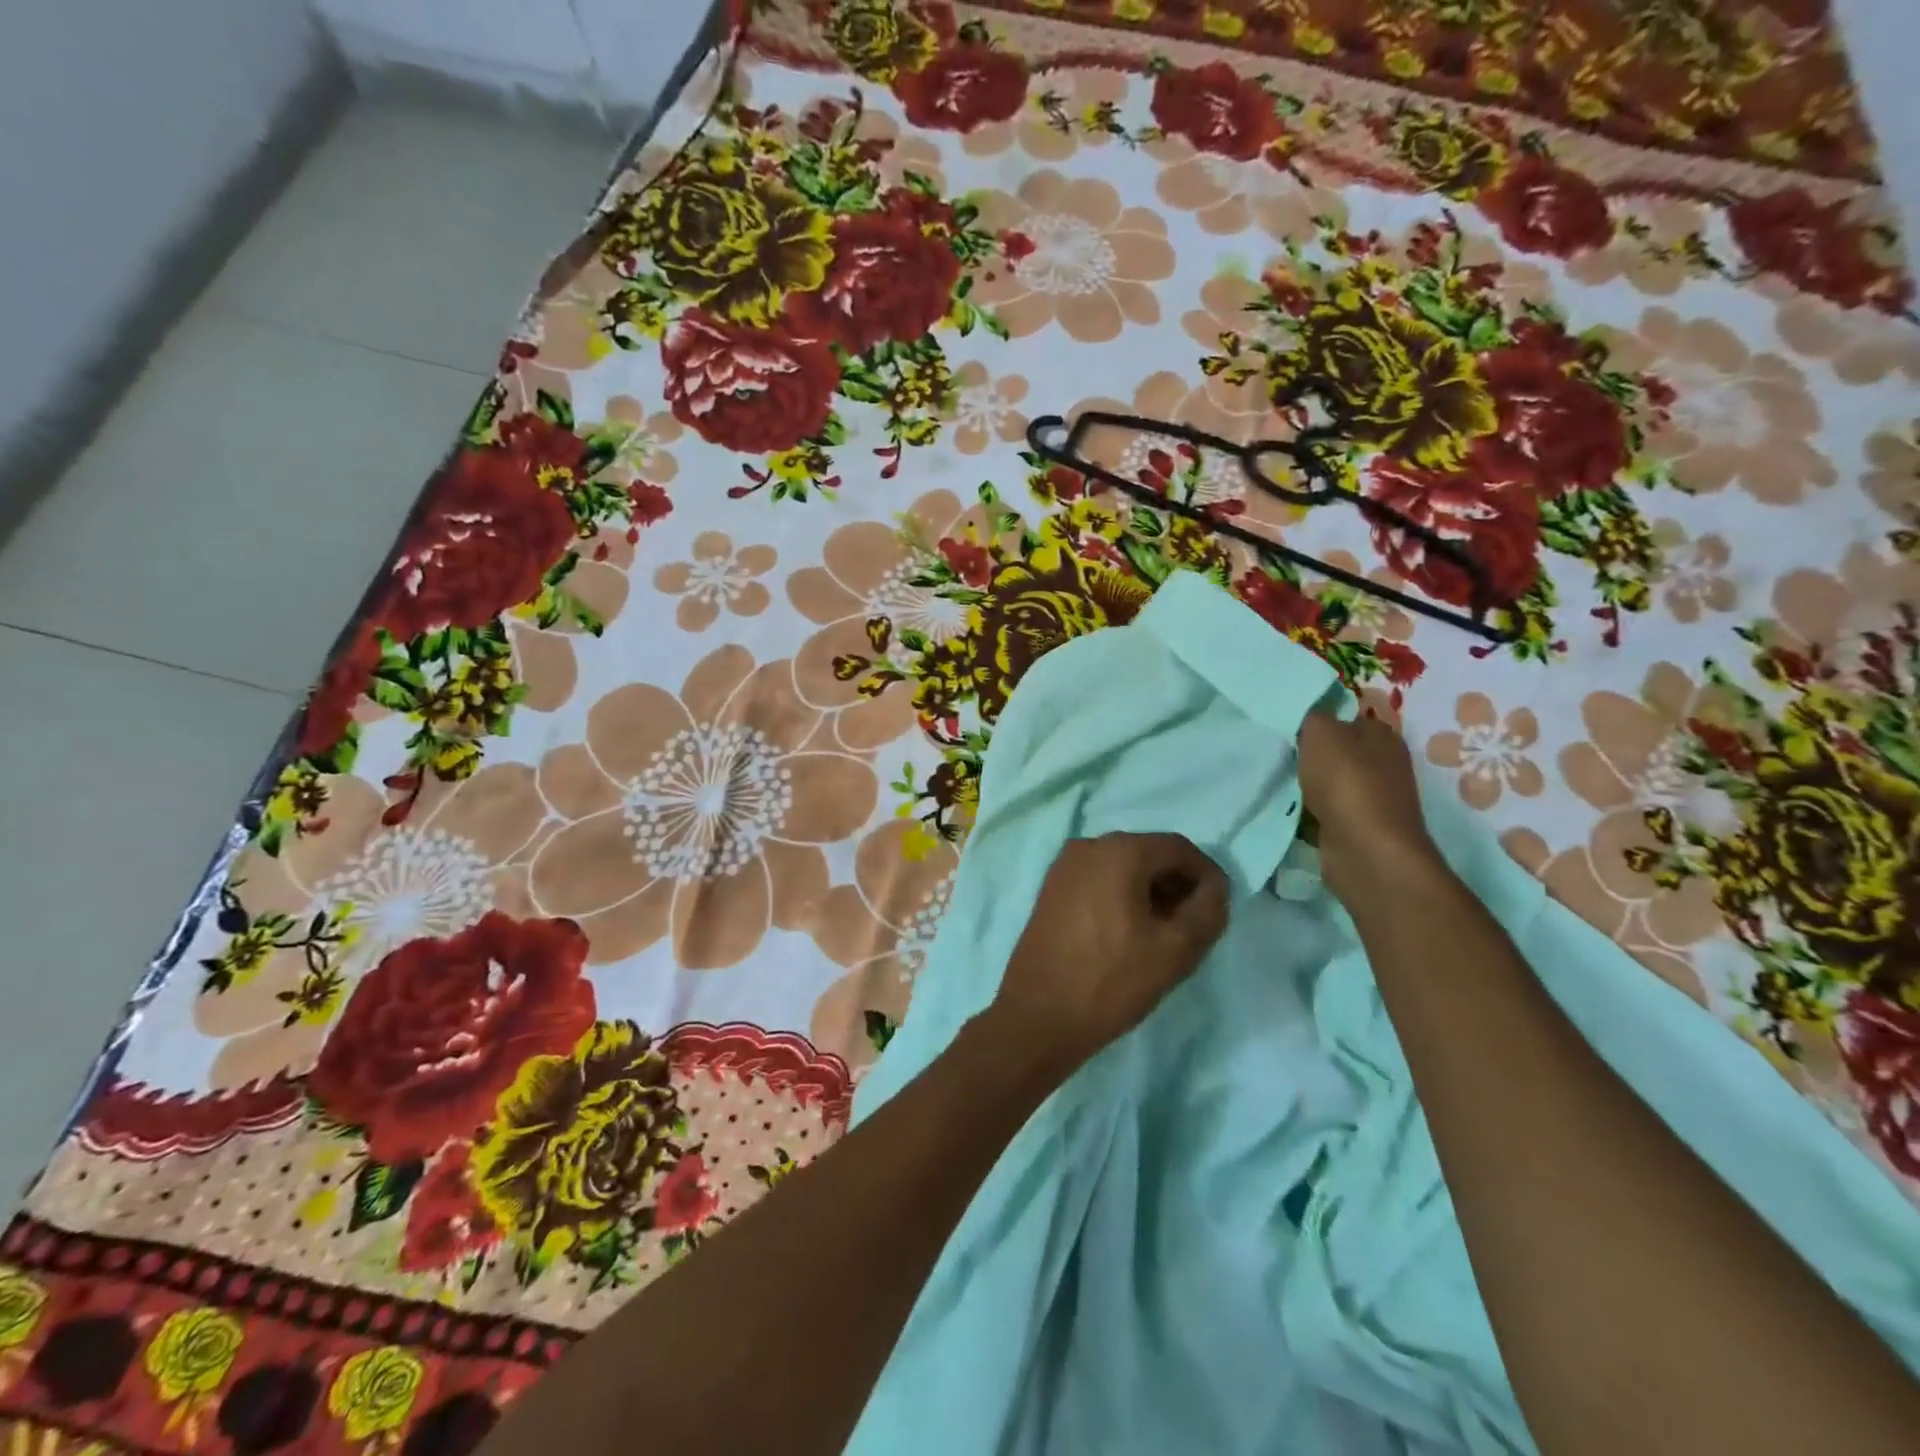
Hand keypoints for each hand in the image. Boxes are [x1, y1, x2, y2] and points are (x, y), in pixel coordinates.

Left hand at [990, 832, 1228, 1075]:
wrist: (1039, 1016)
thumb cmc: (1111, 980)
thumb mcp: (1176, 950)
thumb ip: (1208, 911)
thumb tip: (1214, 889)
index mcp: (1119, 850)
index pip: (1179, 848)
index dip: (1206, 876)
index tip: (1218, 911)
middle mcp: (1088, 845)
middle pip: (1149, 854)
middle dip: (1176, 885)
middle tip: (1192, 928)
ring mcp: (1064, 866)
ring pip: (1123, 868)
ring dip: (1150, 893)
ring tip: (1162, 936)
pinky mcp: (1051, 889)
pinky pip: (1099, 881)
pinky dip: (1121, 897)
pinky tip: (1128, 935)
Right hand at [1298, 710, 1442, 907]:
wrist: (1365, 850)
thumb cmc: (1346, 783)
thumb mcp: (1321, 733)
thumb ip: (1313, 717)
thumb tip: (1311, 719)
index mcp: (1382, 736)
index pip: (1348, 718)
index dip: (1319, 721)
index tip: (1288, 728)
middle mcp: (1384, 765)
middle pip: (1338, 752)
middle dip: (1310, 755)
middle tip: (1279, 754)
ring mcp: (1372, 799)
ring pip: (1330, 783)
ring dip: (1308, 785)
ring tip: (1278, 781)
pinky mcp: (1358, 828)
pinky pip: (1326, 811)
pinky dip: (1309, 812)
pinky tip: (1289, 810)